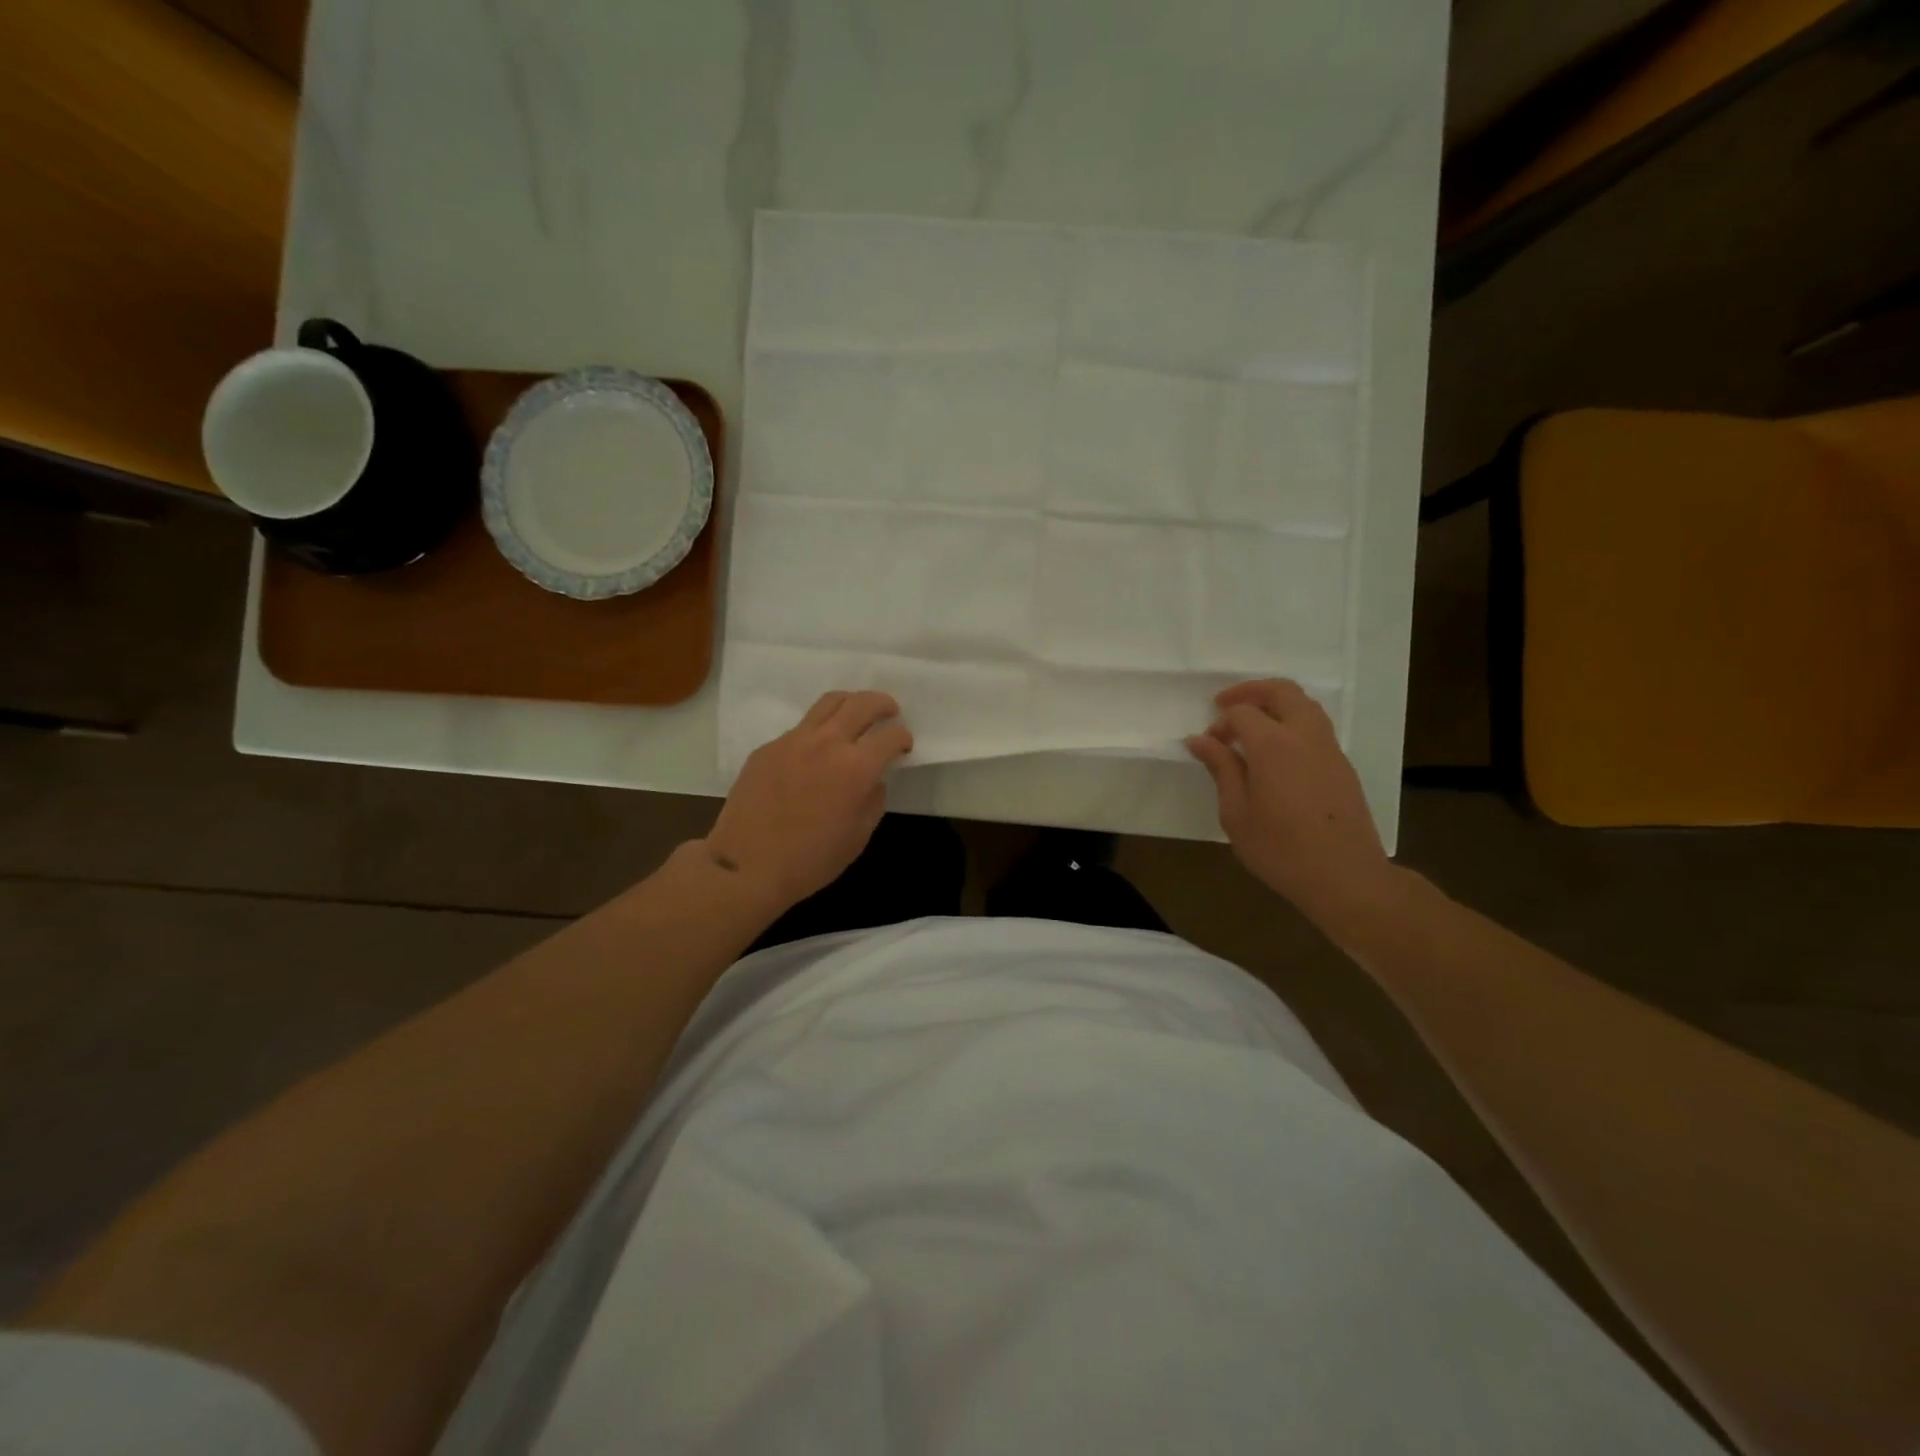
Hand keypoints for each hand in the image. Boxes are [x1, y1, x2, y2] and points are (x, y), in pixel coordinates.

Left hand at [705, 691, 913, 909]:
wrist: (746, 865)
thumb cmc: (810, 860)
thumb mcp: (858, 837)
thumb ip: (873, 801)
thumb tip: (873, 780)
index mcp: (856, 768)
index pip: (890, 736)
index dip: (903, 738)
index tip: (903, 746)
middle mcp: (827, 743)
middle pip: (862, 703)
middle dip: (883, 704)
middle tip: (889, 712)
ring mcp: (794, 740)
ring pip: (829, 702)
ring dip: (851, 703)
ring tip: (856, 714)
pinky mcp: (768, 747)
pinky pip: (801, 727)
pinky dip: (818, 730)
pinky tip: (816, 752)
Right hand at [1186, 679, 1398, 934]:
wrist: (1345, 877)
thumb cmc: (1280, 849)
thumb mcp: (1237, 813)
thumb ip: (1221, 769)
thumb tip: (1200, 740)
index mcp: (1273, 745)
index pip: (1242, 713)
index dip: (1220, 723)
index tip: (1207, 745)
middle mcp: (1305, 736)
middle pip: (1281, 691)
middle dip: (1250, 691)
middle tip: (1225, 705)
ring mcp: (1329, 749)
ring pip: (1304, 704)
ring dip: (1275, 703)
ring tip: (1251, 724)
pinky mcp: (1342, 765)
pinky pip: (1316, 726)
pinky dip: (1292, 722)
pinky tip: (1276, 750)